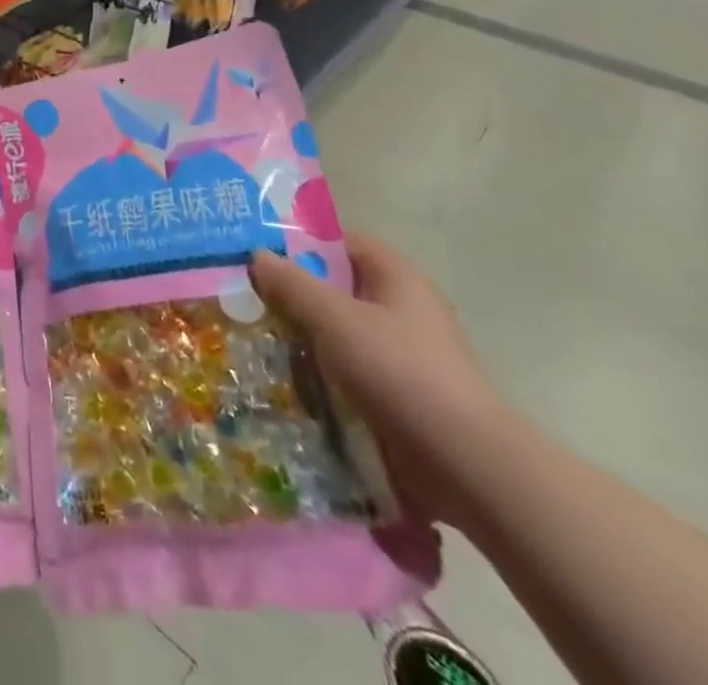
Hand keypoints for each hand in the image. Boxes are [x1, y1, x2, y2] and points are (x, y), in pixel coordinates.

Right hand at [251, 232, 508, 530]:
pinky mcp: (396, 392)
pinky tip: (282, 378)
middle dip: (290, 292)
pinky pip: (345, 368)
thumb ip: (292, 283)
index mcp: (395, 275)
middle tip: (242, 296)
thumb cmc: (400, 372)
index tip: (253, 252)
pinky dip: (316, 370)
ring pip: (335, 330)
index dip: (296, 241)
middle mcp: (400, 307)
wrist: (465, 465)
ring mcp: (400, 352)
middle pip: (333, 286)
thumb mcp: (335, 318)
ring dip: (299, 335)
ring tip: (251, 337)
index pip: (337, 241)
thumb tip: (256, 254)